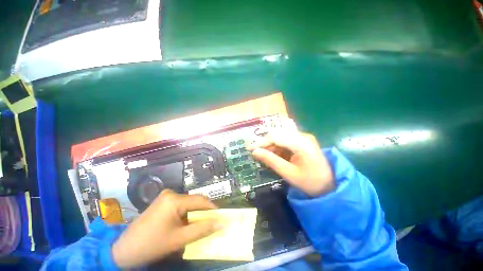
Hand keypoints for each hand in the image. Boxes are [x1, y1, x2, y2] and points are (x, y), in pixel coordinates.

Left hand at [112, 190, 221, 267]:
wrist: (123, 250)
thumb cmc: (151, 245)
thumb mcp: (179, 239)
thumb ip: (202, 229)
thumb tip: (220, 223)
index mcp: (174, 199)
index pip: (200, 200)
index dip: (212, 208)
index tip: (221, 216)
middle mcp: (171, 193)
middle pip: (194, 201)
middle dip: (203, 212)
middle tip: (211, 223)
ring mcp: (165, 196)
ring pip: (188, 204)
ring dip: (195, 214)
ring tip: (199, 225)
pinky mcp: (162, 202)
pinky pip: (180, 206)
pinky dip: (186, 214)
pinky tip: (185, 224)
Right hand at [248, 132, 333, 196]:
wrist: (330, 186)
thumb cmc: (311, 182)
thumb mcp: (289, 173)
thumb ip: (271, 161)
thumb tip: (255, 152)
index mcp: (302, 143)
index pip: (276, 137)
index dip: (261, 142)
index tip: (250, 148)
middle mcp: (302, 136)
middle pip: (278, 134)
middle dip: (265, 143)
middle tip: (254, 151)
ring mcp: (303, 138)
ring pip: (280, 137)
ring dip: (270, 145)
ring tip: (262, 154)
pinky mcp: (301, 142)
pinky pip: (285, 141)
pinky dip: (277, 147)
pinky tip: (272, 154)